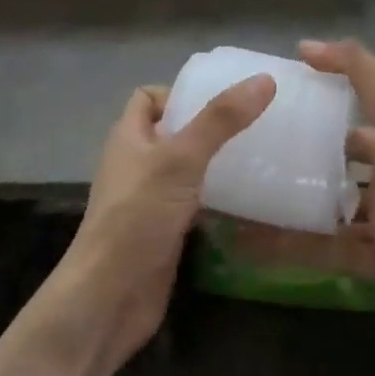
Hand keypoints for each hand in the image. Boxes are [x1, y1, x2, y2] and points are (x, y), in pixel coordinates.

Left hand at [47, 75, 275, 368]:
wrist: (110, 296)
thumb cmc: (138, 216)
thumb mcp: (180, 159)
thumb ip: (220, 120)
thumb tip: (263, 79)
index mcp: (128, 137)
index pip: (148, 98)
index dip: (179, 93)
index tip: (222, 100)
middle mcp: (136, 164)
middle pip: (172, 133)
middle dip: (209, 128)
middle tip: (256, 127)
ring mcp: (149, 201)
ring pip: (186, 171)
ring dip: (217, 165)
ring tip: (263, 159)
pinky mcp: (164, 233)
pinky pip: (194, 205)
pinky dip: (217, 200)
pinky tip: (250, 202)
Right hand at [233, 41, 374, 306]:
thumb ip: (356, 69)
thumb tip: (304, 46)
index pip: (348, 130)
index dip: (316, 123)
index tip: (270, 118)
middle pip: (334, 175)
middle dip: (298, 171)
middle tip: (246, 164)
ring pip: (325, 216)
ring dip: (287, 210)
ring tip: (237, 202)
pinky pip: (326, 252)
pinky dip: (291, 248)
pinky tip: (248, 241)